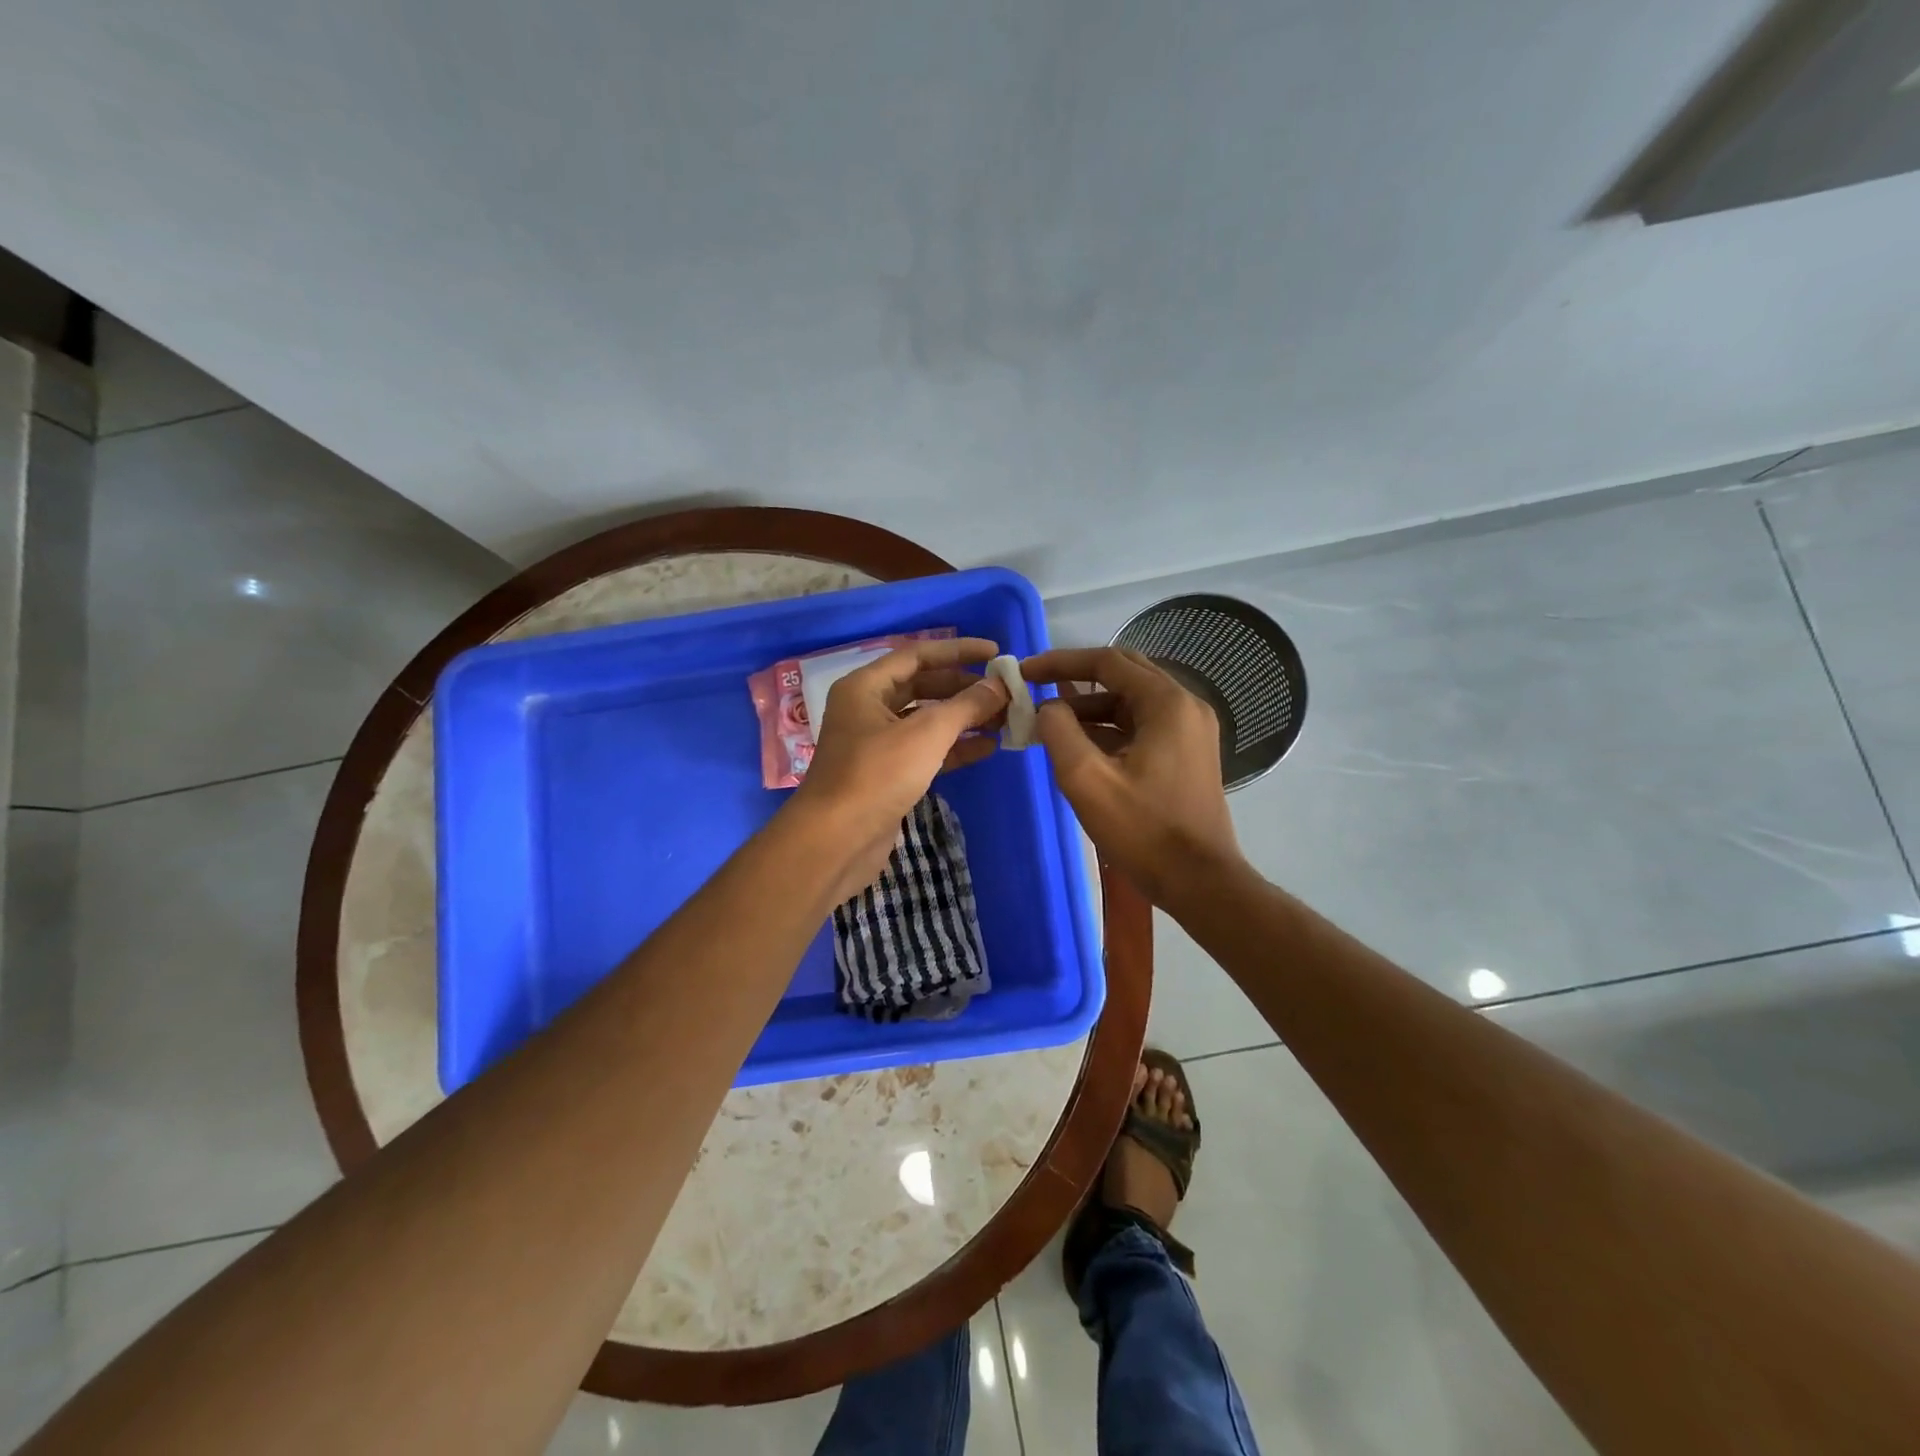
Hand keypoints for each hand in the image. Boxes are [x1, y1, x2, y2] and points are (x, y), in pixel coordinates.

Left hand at [789, 637, 1009, 900]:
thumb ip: (966, 705)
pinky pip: (926, 751)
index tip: (996, 653)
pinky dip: (954, 748)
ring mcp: (877, 744)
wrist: (837, 841)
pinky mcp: (888, 775)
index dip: (958, 651)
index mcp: (865, 687)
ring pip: (926, 721)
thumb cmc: (877, 775)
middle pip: (923, 687)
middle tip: (1005, 692)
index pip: (917, 655)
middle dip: (964, 688)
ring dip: (964, 719)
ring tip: (1005, 719)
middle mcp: (868, 710)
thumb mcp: (926, 733)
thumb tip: (1000, 685)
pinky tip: (988, 748)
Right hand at [1022, 647, 1242, 908]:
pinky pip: (1141, 726)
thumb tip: (1048, 708)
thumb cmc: (1144, 831)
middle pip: (1123, 674)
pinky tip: (1078, 747)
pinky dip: (1108, 729)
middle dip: (1075, 679)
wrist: (1200, 882)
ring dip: (1090, 708)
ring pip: (1131, 702)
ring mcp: (1189, 730)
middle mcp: (1185, 705)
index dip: (1061, 662)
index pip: (1107, 662)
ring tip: (1048, 725)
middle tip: (1035, 689)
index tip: (1024, 672)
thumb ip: (1059, 732)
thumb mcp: (1087, 780)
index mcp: (1167, 703)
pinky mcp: (1186, 753)